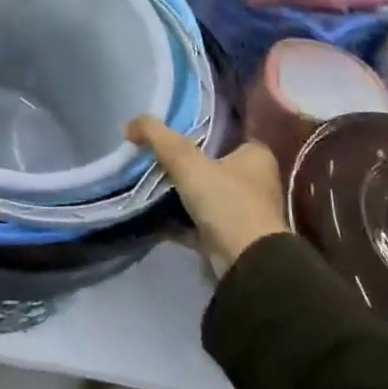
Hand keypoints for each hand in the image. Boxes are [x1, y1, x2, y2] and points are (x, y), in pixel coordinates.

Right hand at [128, 115, 288, 276]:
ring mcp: (244, 213)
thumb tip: (130, 124)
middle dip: (186, 165)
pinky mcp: (231, 239)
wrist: (247, 264)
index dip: (199, 131)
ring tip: (148, 183)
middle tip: (154, 158)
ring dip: (181, 194)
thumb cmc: (226, 202)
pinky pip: (198, 222)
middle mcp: (256, 182)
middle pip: (212, 165)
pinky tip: (153, 216)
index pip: (227, 134)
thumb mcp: (187, 161)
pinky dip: (179, 220)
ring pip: (205, 195)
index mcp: (257, 156)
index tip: (170, 134)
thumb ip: (159, 137)